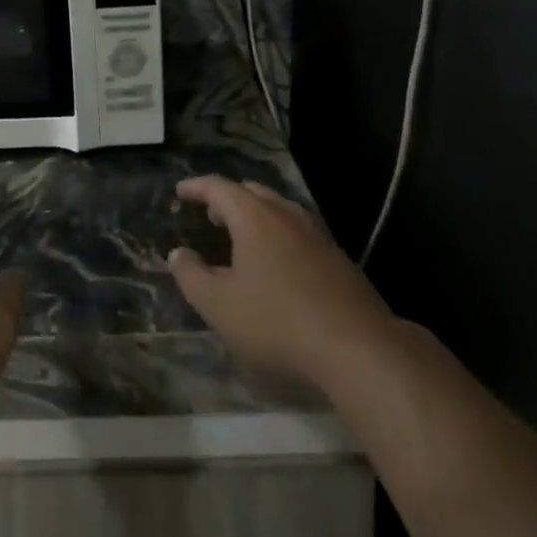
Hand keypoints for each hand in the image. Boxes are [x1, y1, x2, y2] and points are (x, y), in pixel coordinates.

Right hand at [167, 176, 395, 390]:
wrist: (359, 348)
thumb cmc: (277, 321)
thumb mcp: (219, 305)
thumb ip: (192, 277)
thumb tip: (178, 254)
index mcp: (254, 217)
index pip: (219, 188)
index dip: (196, 187)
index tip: (180, 191)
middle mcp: (286, 215)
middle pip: (253, 192)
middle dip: (228, 198)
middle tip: (211, 212)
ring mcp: (317, 236)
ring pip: (280, 211)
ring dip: (256, 216)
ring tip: (243, 236)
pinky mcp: (339, 261)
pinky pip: (299, 234)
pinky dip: (280, 237)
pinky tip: (279, 265)